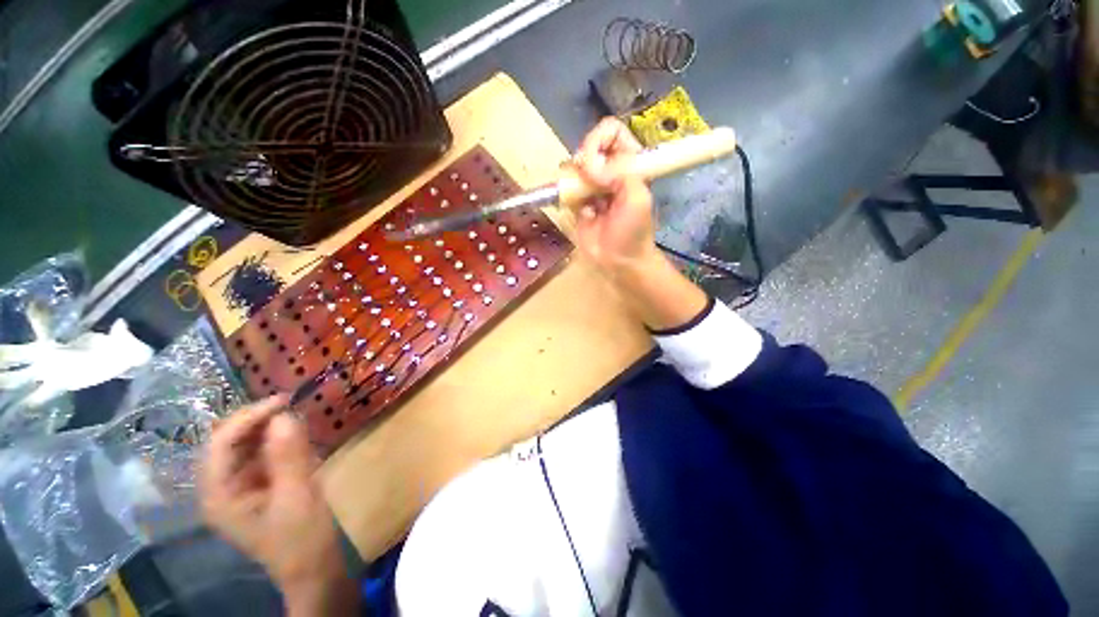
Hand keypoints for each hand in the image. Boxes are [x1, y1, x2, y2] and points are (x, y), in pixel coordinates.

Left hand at [199, 396, 354, 612]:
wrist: (314, 568)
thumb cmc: (302, 539)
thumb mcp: (298, 496)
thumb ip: (289, 456)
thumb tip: (285, 415)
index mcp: (219, 495)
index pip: (221, 443)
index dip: (249, 417)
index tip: (285, 401)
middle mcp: (222, 488)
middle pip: (230, 442)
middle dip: (259, 421)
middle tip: (293, 405)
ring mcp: (240, 488)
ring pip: (247, 446)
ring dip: (270, 429)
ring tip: (298, 419)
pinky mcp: (259, 487)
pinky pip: (263, 455)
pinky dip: (280, 442)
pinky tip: (299, 439)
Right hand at [571, 117, 660, 272]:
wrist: (619, 260)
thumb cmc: (633, 231)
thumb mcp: (637, 198)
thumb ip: (619, 173)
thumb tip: (588, 165)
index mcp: (629, 163)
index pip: (611, 131)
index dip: (599, 139)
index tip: (595, 163)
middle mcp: (609, 170)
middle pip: (588, 145)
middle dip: (584, 159)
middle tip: (587, 181)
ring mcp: (591, 186)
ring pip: (573, 166)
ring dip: (573, 178)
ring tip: (581, 197)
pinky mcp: (577, 202)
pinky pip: (565, 188)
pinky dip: (567, 195)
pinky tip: (579, 211)